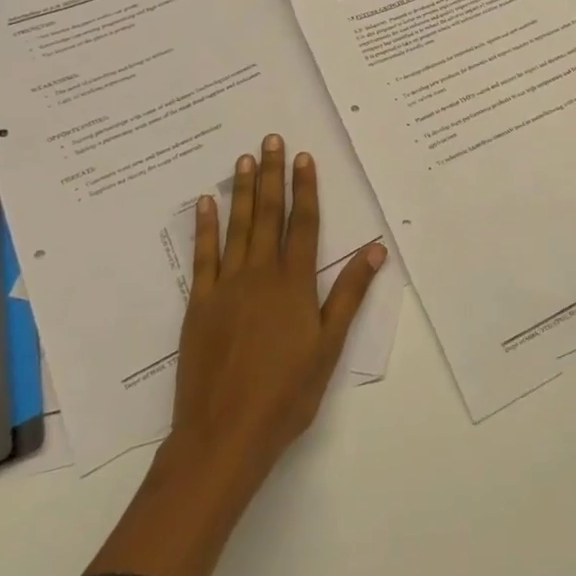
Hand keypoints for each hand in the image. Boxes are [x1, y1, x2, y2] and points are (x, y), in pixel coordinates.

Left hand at [85, 136, 385, 575]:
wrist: (224, 434)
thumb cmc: (287, 393)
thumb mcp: (330, 345)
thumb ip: (350, 293)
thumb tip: (376, 248)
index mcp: (294, 283)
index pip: (303, 223)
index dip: (305, 188)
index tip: (305, 157)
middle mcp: (260, 274)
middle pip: (269, 215)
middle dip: (272, 174)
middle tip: (270, 140)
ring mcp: (226, 287)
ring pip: (237, 227)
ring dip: (243, 191)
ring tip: (244, 159)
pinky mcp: (199, 304)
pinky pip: (203, 256)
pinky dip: (204, 228)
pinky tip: (205, 203)